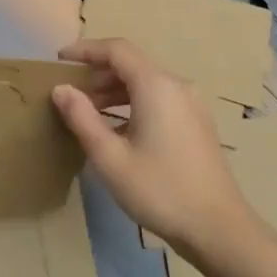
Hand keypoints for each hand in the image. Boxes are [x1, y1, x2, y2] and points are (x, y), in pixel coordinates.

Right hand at [51, 38, 248, 260]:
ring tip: (87, 112)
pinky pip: (159, 99)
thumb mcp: (110, 158)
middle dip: (98, 73)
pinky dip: (134, 104)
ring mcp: (191, 104)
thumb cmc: (159, 190)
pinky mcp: (197, 123)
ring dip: (115, 91)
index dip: (86, 49)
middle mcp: (177, 86)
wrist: (217, 227)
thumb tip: (61, 89)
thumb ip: (82, 118)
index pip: (117, 50)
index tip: (59, 60)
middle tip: (69, 92)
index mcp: (156, 86)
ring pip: (146, 83)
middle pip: (132, 64)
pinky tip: (117, 130)